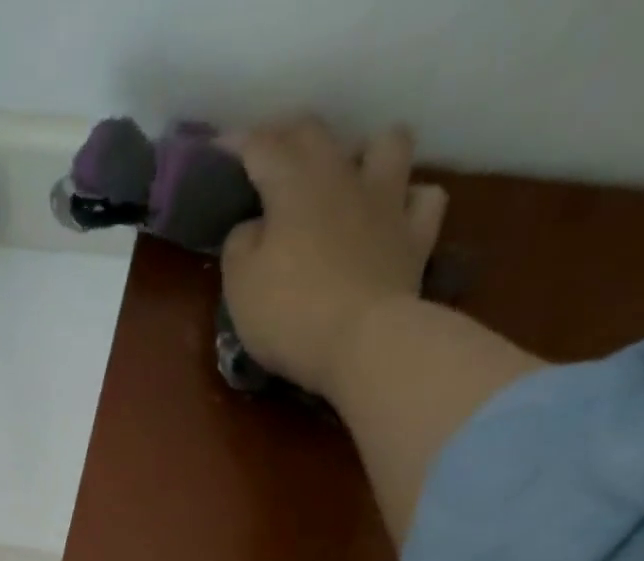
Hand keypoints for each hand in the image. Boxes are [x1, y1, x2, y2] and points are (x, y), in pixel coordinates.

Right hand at [221, 117, 447, 395]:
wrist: (363, 344)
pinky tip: (394, 215)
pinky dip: (409, 201)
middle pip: (317, 133)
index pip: (262, 147)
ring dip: (366, 152)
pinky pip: (424, 199)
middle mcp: (343, 178)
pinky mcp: (416, 237)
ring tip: (349, 177)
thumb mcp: (239, 286)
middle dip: (289, 137)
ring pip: (388, 144)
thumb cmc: (289, 315)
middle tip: (270, 157)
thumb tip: (253, 228)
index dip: (238, 145)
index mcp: (294, 186)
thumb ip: (240, 246)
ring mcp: (387, 203)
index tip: (219, 152)